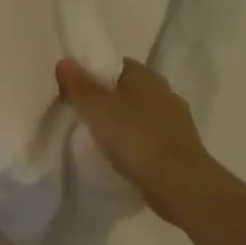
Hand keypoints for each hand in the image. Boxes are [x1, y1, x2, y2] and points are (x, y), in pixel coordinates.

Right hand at [56, 57, 215, 226]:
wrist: (178, 182)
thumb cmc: (134, 136)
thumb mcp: (96, 108)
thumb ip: (79, 86)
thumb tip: (65, 61)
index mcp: (147, 76)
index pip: (117, 64)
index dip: (95, 72)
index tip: (76, 88)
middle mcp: (165, 93)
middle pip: (129, 89)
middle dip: (109, 98)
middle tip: (83, 112)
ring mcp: (176, 122)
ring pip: (141, 114)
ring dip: (124, 121)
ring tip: (100, 136)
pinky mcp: (180, 148)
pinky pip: (150, 137)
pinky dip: (135, 141)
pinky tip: (121, 154)